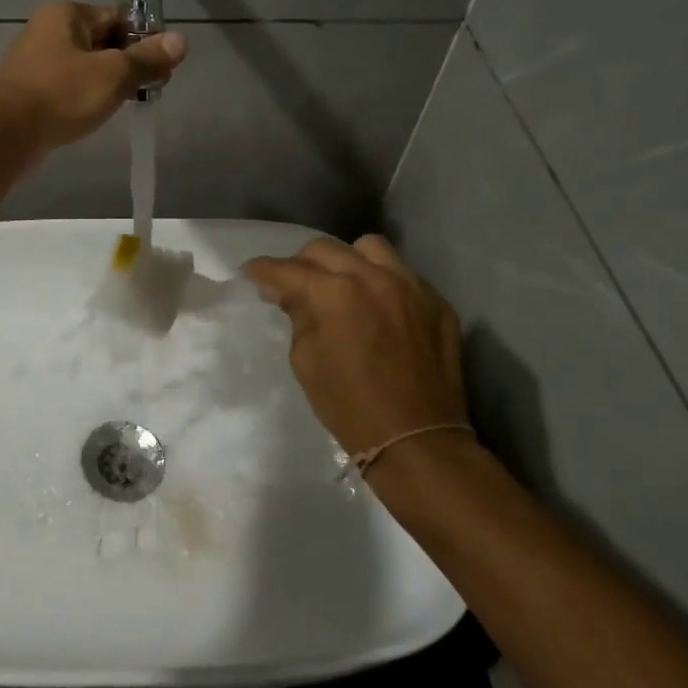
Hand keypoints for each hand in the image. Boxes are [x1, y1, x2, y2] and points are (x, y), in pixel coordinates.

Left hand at [0, 2, 186, 150]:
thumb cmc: (62, 94)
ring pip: (84, 67)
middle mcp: (48, 29)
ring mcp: (35, 61)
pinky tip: (92, 116)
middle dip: (126, 65)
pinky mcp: (29, 90)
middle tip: (146, 90)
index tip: (161, 68)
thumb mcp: (114, 74)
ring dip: (105, 84)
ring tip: (122, 105)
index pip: (117, 18)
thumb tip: (182, 40)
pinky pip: (67, 87)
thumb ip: (148, 58)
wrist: (5, 132)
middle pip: (102, 42)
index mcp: (67, 13)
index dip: (143, 41)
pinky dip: (83, 97)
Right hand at [244, 235, 468, 461]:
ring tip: (342, 284)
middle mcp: (373, 277)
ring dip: (347, 261)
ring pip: (370, 248)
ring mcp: (411, 286)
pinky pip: (403, 274)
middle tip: (293, 284)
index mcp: (335, 293)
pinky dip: (382, 282)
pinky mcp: (436, 302)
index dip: (263, 270)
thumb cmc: (349, 406)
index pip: (288, 269)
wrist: (417, 440)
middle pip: (325, 249)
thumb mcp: (306, 361)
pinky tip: (378, 307)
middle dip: (301, 263)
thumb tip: (288, 293)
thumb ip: (297, 316)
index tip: (251, 273)